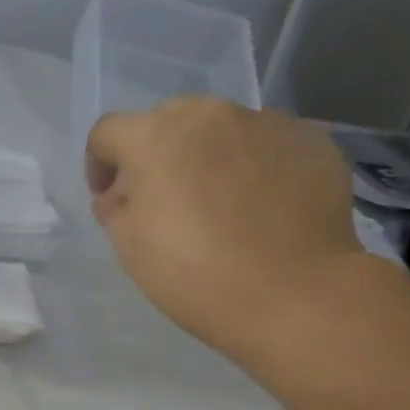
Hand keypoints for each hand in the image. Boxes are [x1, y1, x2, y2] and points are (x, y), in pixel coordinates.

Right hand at [85, 97, 364, 359]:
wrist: (292, 294)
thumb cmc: (193, 272)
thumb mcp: (129, 246)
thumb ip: (115, 208)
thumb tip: (119, 196)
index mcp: (155, 137)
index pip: (108, 132)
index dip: (99, 164)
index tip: (109, 200)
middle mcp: (210, 115)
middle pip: (168, 120)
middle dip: (157, 154)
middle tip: (163, 199)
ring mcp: (266, 123)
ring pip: (221, 130)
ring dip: (207, 157)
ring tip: (219, 203)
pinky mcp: (311, 141)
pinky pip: (266, 145)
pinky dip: (254, 167)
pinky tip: (261, 207)